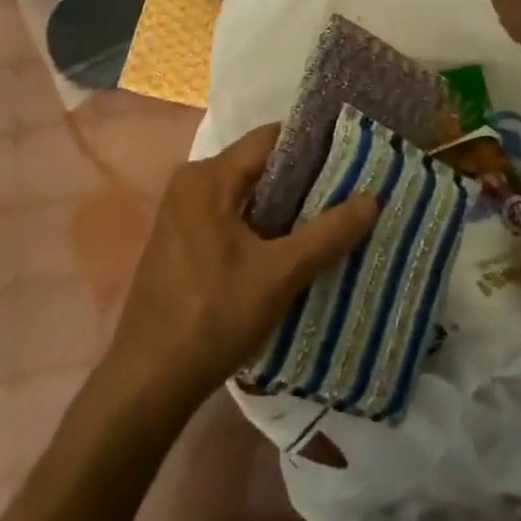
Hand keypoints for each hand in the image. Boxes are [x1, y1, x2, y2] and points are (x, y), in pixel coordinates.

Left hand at [103, 124, 379, 414]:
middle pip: (259, 165)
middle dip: (303, 179)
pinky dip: (261, 224)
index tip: (351, 160)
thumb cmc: (213, 317)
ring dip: (284, 206)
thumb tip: (372, 198)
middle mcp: (191, 184)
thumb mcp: (280, 275)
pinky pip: (231, 215)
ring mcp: (182, 213)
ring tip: (328, 220)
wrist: (148, 381)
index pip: (271, 139)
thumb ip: (327, 234)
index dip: (313, 146)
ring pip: (246, 193)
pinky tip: (289, 248)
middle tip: (347, 194)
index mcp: (208, 177)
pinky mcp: (181, 240)